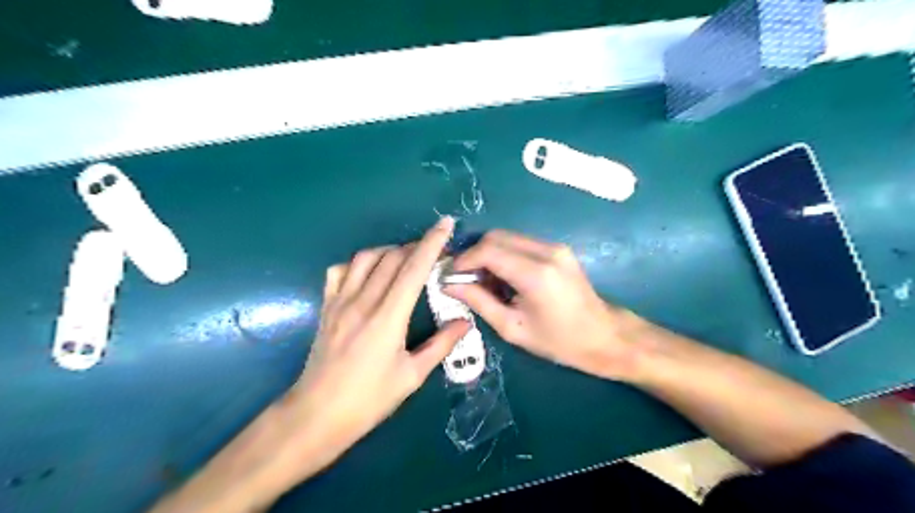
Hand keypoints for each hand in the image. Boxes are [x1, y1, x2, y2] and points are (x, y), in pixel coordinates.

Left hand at [147, 219, 471, 512]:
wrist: (317, 415)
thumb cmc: (369, 400)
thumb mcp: (411, 376)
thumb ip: (440, 345)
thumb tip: (465, 321)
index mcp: (388, 318)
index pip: (413, 269)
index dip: (432, 243)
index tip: (446, 224)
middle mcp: (362, 301)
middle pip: (392, 257)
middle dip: (416, 246)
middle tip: (435, 254)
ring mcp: (340, 301)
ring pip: (366, 258)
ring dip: (389, 251)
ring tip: (406, 260)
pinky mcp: (326, 307)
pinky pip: (340, 271)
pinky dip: (359, 264)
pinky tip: (369, 274)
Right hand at [448, 231, 638, 380]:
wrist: (604, 336)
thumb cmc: (558, 341)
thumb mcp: (513, 328)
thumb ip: (479, 301)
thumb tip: (449, 284)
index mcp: (536, 274)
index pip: (488, 250)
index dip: (464, 260)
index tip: (451, 276)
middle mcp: (547, 251)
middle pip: (497, 236)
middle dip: (475, 254)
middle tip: (465, 278)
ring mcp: (555, 246)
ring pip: (508, 237)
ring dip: (489, 253)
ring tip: (483, 281)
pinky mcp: (558, 248)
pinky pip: (521, 242)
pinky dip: (505, 254)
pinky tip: (503, 277)